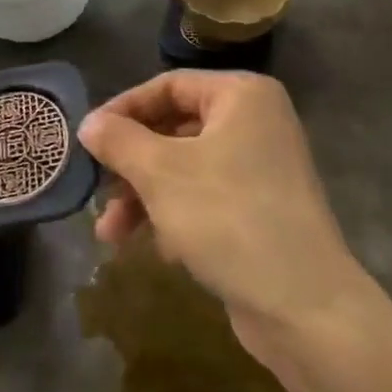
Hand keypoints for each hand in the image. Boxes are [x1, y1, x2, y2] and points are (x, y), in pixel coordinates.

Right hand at [77, 72, 365, 351]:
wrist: (304, 305)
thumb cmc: (228, 218)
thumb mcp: (162, 174)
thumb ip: (120, 141)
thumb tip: (89, 123)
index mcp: (241, 96)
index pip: (168, 86)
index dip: (123, 110)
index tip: (87, 139)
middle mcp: (256, 122)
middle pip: (174, 129)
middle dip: (131, 165)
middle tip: (96, 191)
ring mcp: (261, 167)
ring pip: (185, 169)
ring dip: (145, 197)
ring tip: (111, 235)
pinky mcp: (260, 209)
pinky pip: (205, 198)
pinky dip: (175, 216)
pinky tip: (160, 250)